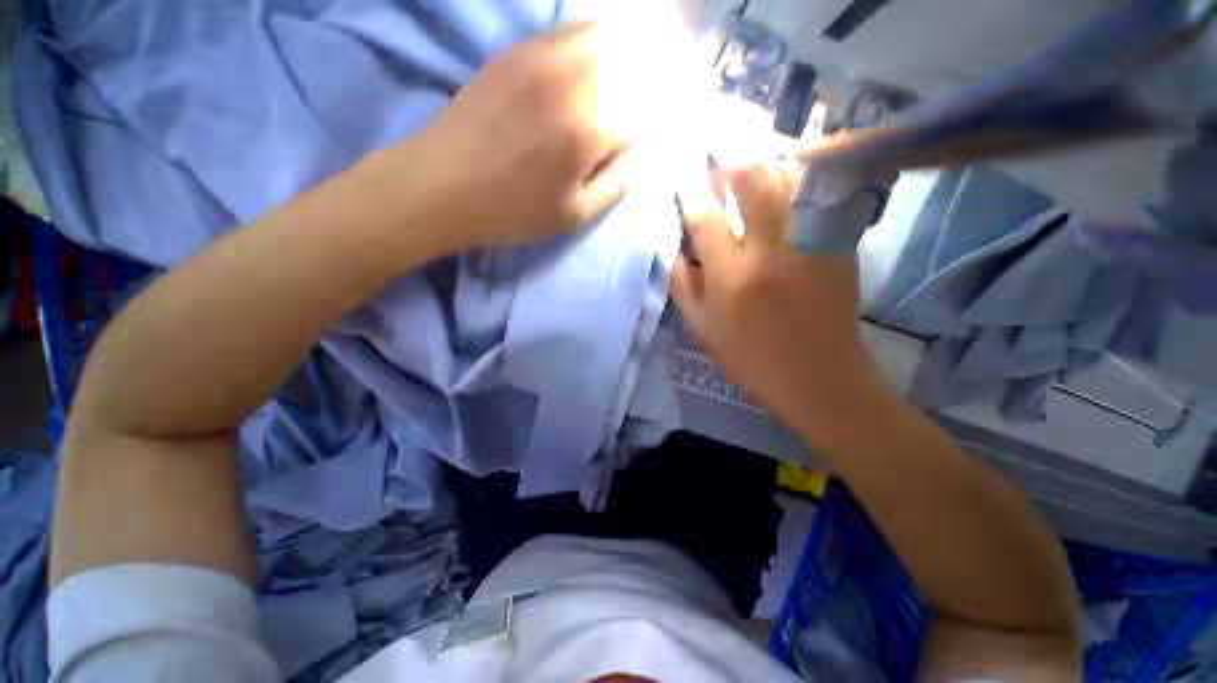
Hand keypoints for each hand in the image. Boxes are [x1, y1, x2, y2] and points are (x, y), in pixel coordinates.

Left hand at [408, 23, 633, 249]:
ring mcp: (540, 57)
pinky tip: (575, 73)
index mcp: (588, 129)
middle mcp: (571, 81)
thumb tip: (635, 155)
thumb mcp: (574, 215)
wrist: (443, 185)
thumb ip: (615, 184)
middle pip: (626, 66)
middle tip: (619, 120)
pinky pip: (563, 32)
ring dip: (613, 61)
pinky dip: (583, 45)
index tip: (623, 151)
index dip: (635, 136)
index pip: (638, 117)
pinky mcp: (515, 51)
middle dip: (632, 93)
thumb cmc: (514, 211)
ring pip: (599, 37)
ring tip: (602, 93)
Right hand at [671, 160, 878, 429]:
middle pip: (752, 183)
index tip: (684, 183)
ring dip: (769, 159)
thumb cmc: (751, 358)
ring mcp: (810, 244)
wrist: (818, 376)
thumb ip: (684, 288)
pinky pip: (822, 195)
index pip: (705, 220)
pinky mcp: (839, 246)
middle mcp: (770, 252)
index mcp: (731, 278)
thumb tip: (676, 251)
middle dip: (731, 161)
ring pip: (792, 179)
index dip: (691, 195)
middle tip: (720, 153)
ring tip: (754, 153)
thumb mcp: (704, 330)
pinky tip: (791, 170)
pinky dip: (804, 175)